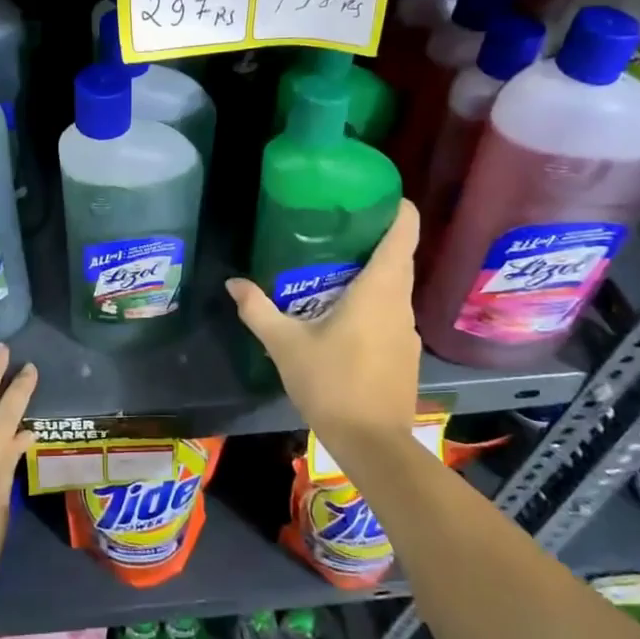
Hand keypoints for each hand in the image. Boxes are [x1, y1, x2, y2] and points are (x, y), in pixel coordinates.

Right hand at [226, 199, 421, 454]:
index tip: (373, 193)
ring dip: (371, 270)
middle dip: (373, 235)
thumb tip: (233, 283)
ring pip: (394, 285)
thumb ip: (258, 310)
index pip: (405, 230)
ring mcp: (406, 329)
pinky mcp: (405, 351)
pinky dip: (372, 299)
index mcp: (380, 288)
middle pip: (399, 254)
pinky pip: (390, 310)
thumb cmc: (332, 384)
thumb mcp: (285, 344)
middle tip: (335, 225)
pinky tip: (342, 312)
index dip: (395, 206)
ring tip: (332, 265)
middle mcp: (400, 301)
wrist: (373, 445)